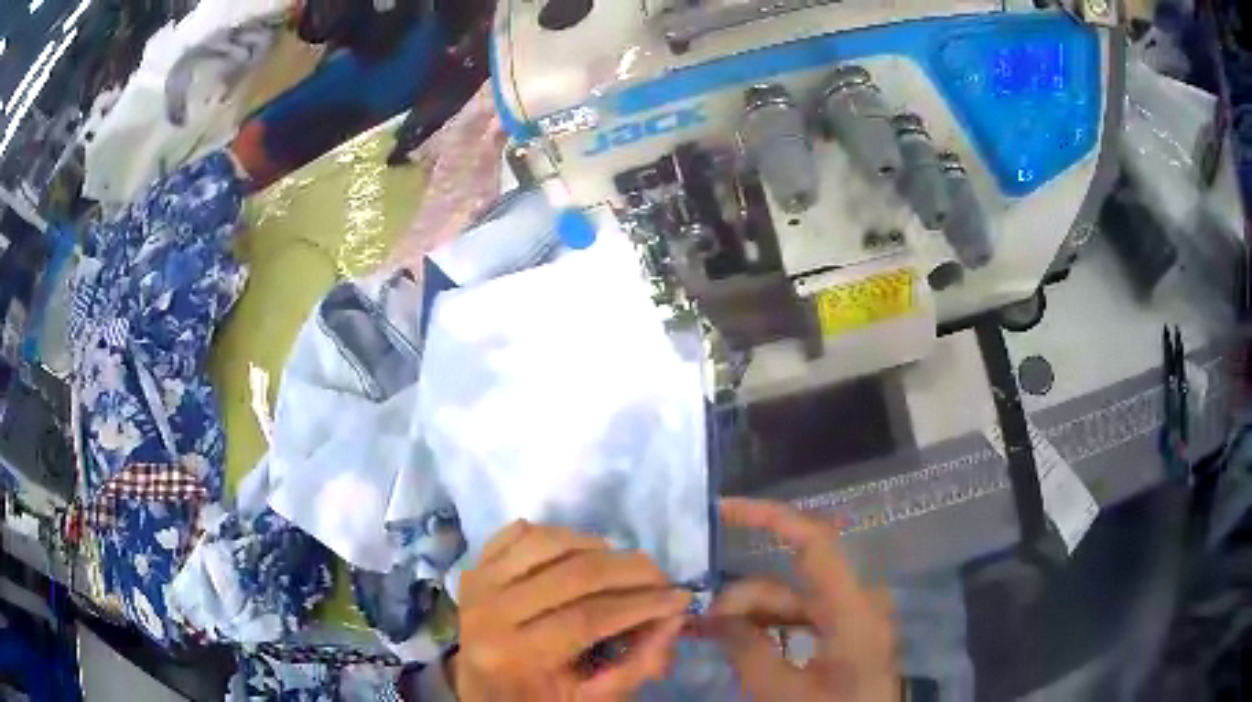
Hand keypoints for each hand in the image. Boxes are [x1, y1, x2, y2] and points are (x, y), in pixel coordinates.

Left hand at [454, 520, 692, 700]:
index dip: (641, 604)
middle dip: (630, 570)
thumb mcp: (590, 698)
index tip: (680, 597)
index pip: (588, 618)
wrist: (481, 691)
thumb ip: (636, 664)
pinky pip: (516, 533)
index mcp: (515, 655)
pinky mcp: (474, 567)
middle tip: (661, 576)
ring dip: (594, 545)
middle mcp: (489, 613)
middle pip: (571, 574)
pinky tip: (579, 550)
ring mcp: (477, 584)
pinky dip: (554, 533)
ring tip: (622, 563)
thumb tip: (675, 617)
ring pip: (545, 542)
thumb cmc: (539, 700)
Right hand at [708, 498, 898, 701]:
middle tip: (698, 620)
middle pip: (792, 579)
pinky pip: (803, 617)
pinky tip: (738, 639)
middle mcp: (858, 601)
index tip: (723, 511)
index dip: (771, 517)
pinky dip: (770, 625)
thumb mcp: (780, 691)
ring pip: (794, 600)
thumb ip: (745, 648)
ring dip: (751, 613)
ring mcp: (853, 617)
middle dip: (743, 594)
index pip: (815, 542)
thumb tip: (713, 614)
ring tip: (708, 632)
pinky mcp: (847, 633)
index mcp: (853, 608)